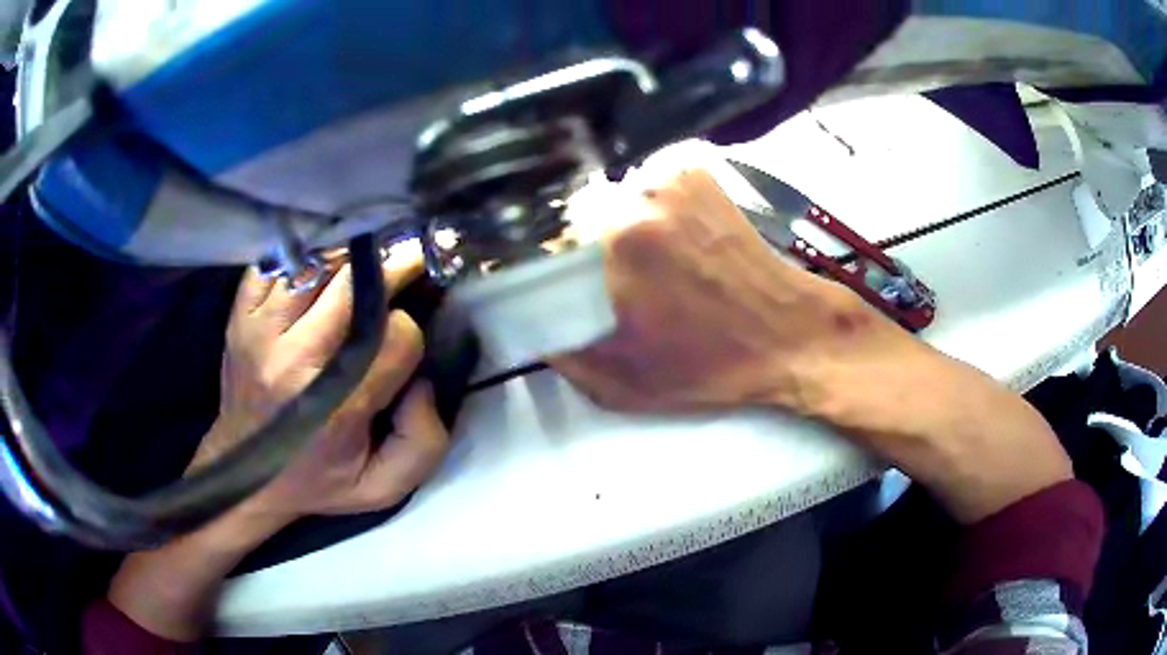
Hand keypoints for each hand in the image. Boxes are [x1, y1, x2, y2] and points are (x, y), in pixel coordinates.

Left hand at [191, 255, 446, 524]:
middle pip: (352, 284)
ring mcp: (260, 330)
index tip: (406, 340)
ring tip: (368, 261)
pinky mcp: (240, 316)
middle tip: (409, 261)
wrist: (244, 475)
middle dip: (391, 267)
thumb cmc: (317, 480)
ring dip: (350, 256)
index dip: (410, 332)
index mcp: (335, 406)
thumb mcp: (381, 487)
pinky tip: (321, 266)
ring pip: (316, 264)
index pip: (395, 339)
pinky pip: (276, 262)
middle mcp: (293, 360)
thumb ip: (422, 443)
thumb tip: (422, 382)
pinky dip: (305, 253)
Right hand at [553, 158, 1070, 523]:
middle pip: (591, 205)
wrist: (794, 336)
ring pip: (626, 189)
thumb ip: (565, 357)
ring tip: (649, 256)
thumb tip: (540, 336)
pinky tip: (673, 234)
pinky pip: (660, 179)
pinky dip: (657, 198)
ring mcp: (683, 176)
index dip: (561, 257)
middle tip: (614, 270)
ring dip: (627, 217)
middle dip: (593, 237)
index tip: (574, 278)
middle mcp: (649, 190)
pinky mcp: (710, 175)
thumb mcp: (623, 382)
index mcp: (621, 234)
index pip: (557, 229)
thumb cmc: (713, 364)